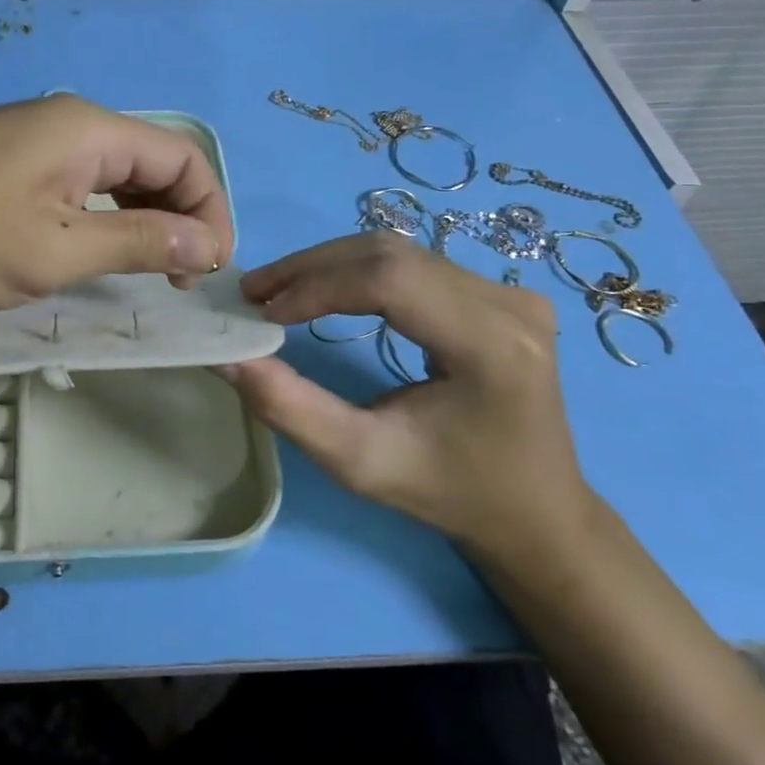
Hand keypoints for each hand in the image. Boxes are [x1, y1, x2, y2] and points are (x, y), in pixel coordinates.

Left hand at [0, 95, 234, 327]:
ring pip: (113, 175)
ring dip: (141, 220)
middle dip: (179, 216)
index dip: (210, 211)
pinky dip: (101, 218)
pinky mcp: (6, 163)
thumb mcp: (57, 250)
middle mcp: (69, 124)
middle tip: (177, 278)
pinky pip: (77, 185)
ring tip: (144, 272)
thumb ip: (139, 242)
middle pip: (152, 162)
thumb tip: (207, 243)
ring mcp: (33, 141)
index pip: (184, 157)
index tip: (207, 269)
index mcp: (91, 131)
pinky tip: (92, 253)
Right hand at [218, 232, 591, 563]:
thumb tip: (228, 356)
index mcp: (492, 346)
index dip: (317, 286)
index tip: (262, 313)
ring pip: (399, 251)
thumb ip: (291, 408)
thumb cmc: (451, 494)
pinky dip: (358, 272)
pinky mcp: (501, 294)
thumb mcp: (362, 462)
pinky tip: (325, 291)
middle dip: (312, 268)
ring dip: (330, 265)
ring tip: (278, 291)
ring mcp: (511, 293)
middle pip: (391, 254)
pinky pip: (415, 264)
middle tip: (255, 292)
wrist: (536, 513)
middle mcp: (510, 304)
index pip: (391, 281)